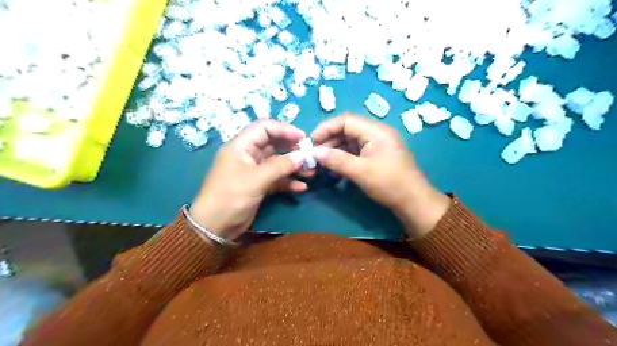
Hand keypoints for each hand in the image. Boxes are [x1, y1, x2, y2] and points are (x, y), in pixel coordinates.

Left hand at [191, 120, 305, 241]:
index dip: (284, 129)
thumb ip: (280, 166)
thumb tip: (302, 157)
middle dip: (292, 148)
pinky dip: (289, 181)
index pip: (265, 128)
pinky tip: (301, 187)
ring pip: (277, 162)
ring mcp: (254, 171)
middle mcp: (248, 155)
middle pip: (273, 144)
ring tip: (310, 171)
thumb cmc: (230, 197)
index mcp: (241, 146)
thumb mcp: (255, 179)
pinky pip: (277, 179)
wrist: (215, 227)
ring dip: (293, 166)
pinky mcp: (259, 185)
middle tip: (310, 155)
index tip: (303, 138)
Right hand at [314, 113, 449, 237]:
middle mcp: (377, 133)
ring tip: (323, 163)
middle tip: (315, 155)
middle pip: (348, 129)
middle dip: (329, 141)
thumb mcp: (360, 171)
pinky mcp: (377, 155)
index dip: (326, 128)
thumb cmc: (389, 184)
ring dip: (336, 150)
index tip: (311, 141)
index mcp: (376, 131)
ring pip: (351, 141)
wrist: (413, 201)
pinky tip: (336, 169)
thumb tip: (313, 152)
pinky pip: (357, 151)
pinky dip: (345, 158)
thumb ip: (336, 160)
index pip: (346, 120)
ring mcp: (378, 144)